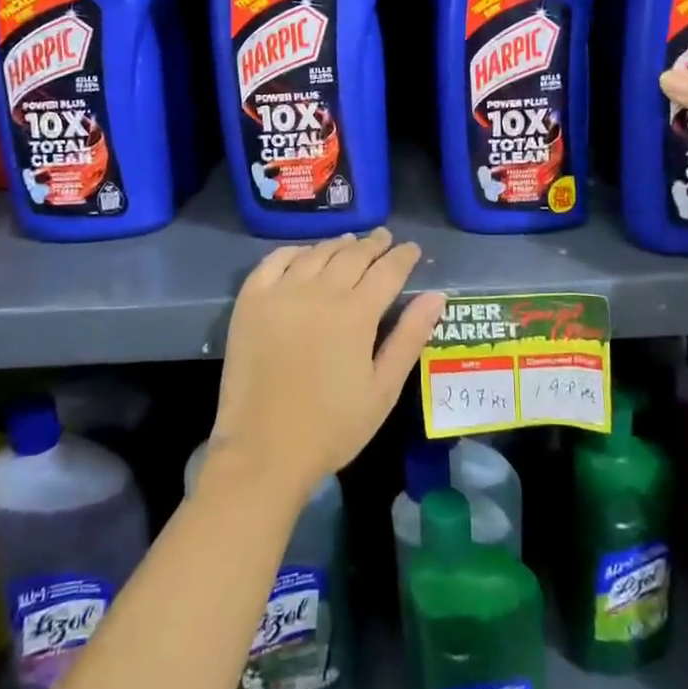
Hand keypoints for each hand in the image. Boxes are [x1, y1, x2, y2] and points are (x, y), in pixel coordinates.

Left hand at [204, 229, 444, 506]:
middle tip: (385, 238)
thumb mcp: (383, 389)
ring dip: (338, 244)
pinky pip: (274, 261)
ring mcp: (281, 293)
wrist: (264, 450)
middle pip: (353, 255)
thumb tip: (436, 296)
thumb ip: (410, 337)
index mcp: (356, 313)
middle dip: (374, 244)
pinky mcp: (251, 301)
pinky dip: (295, 251)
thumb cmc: (333, 427)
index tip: (412, 249)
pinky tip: (305, 254)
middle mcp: (319, 292)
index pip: (387, 270)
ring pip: (317, 254)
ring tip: (351, 241)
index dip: (403, 257)